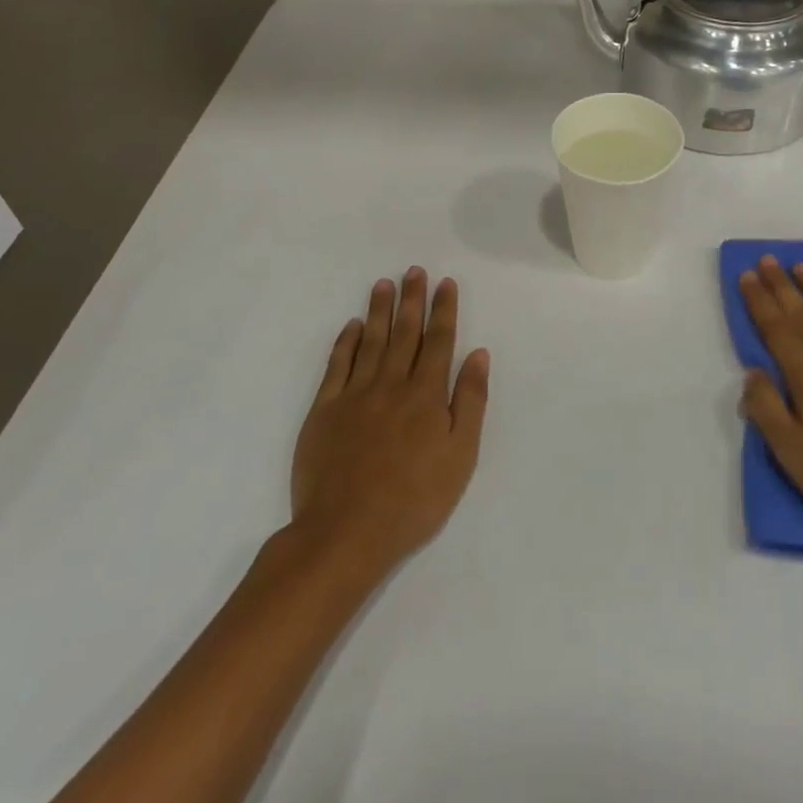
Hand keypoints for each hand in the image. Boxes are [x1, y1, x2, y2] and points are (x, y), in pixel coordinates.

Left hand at [291, 267, 489, 574]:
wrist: (345, 532)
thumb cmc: (414, 499)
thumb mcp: (460, 455)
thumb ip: (470, 401)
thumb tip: (478, 354)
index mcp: (426, 394)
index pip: (438, 341)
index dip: (443, 310)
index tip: (445, 283)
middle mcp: (391, 384)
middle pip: (404, 333)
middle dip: (411, 299)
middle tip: (414, 270)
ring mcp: (354, 395)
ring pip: (370, 341)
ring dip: (378, 311)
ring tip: (384, 284)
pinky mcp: (324, 411)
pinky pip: (336, 366)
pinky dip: (345, 342)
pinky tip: (351, 326)